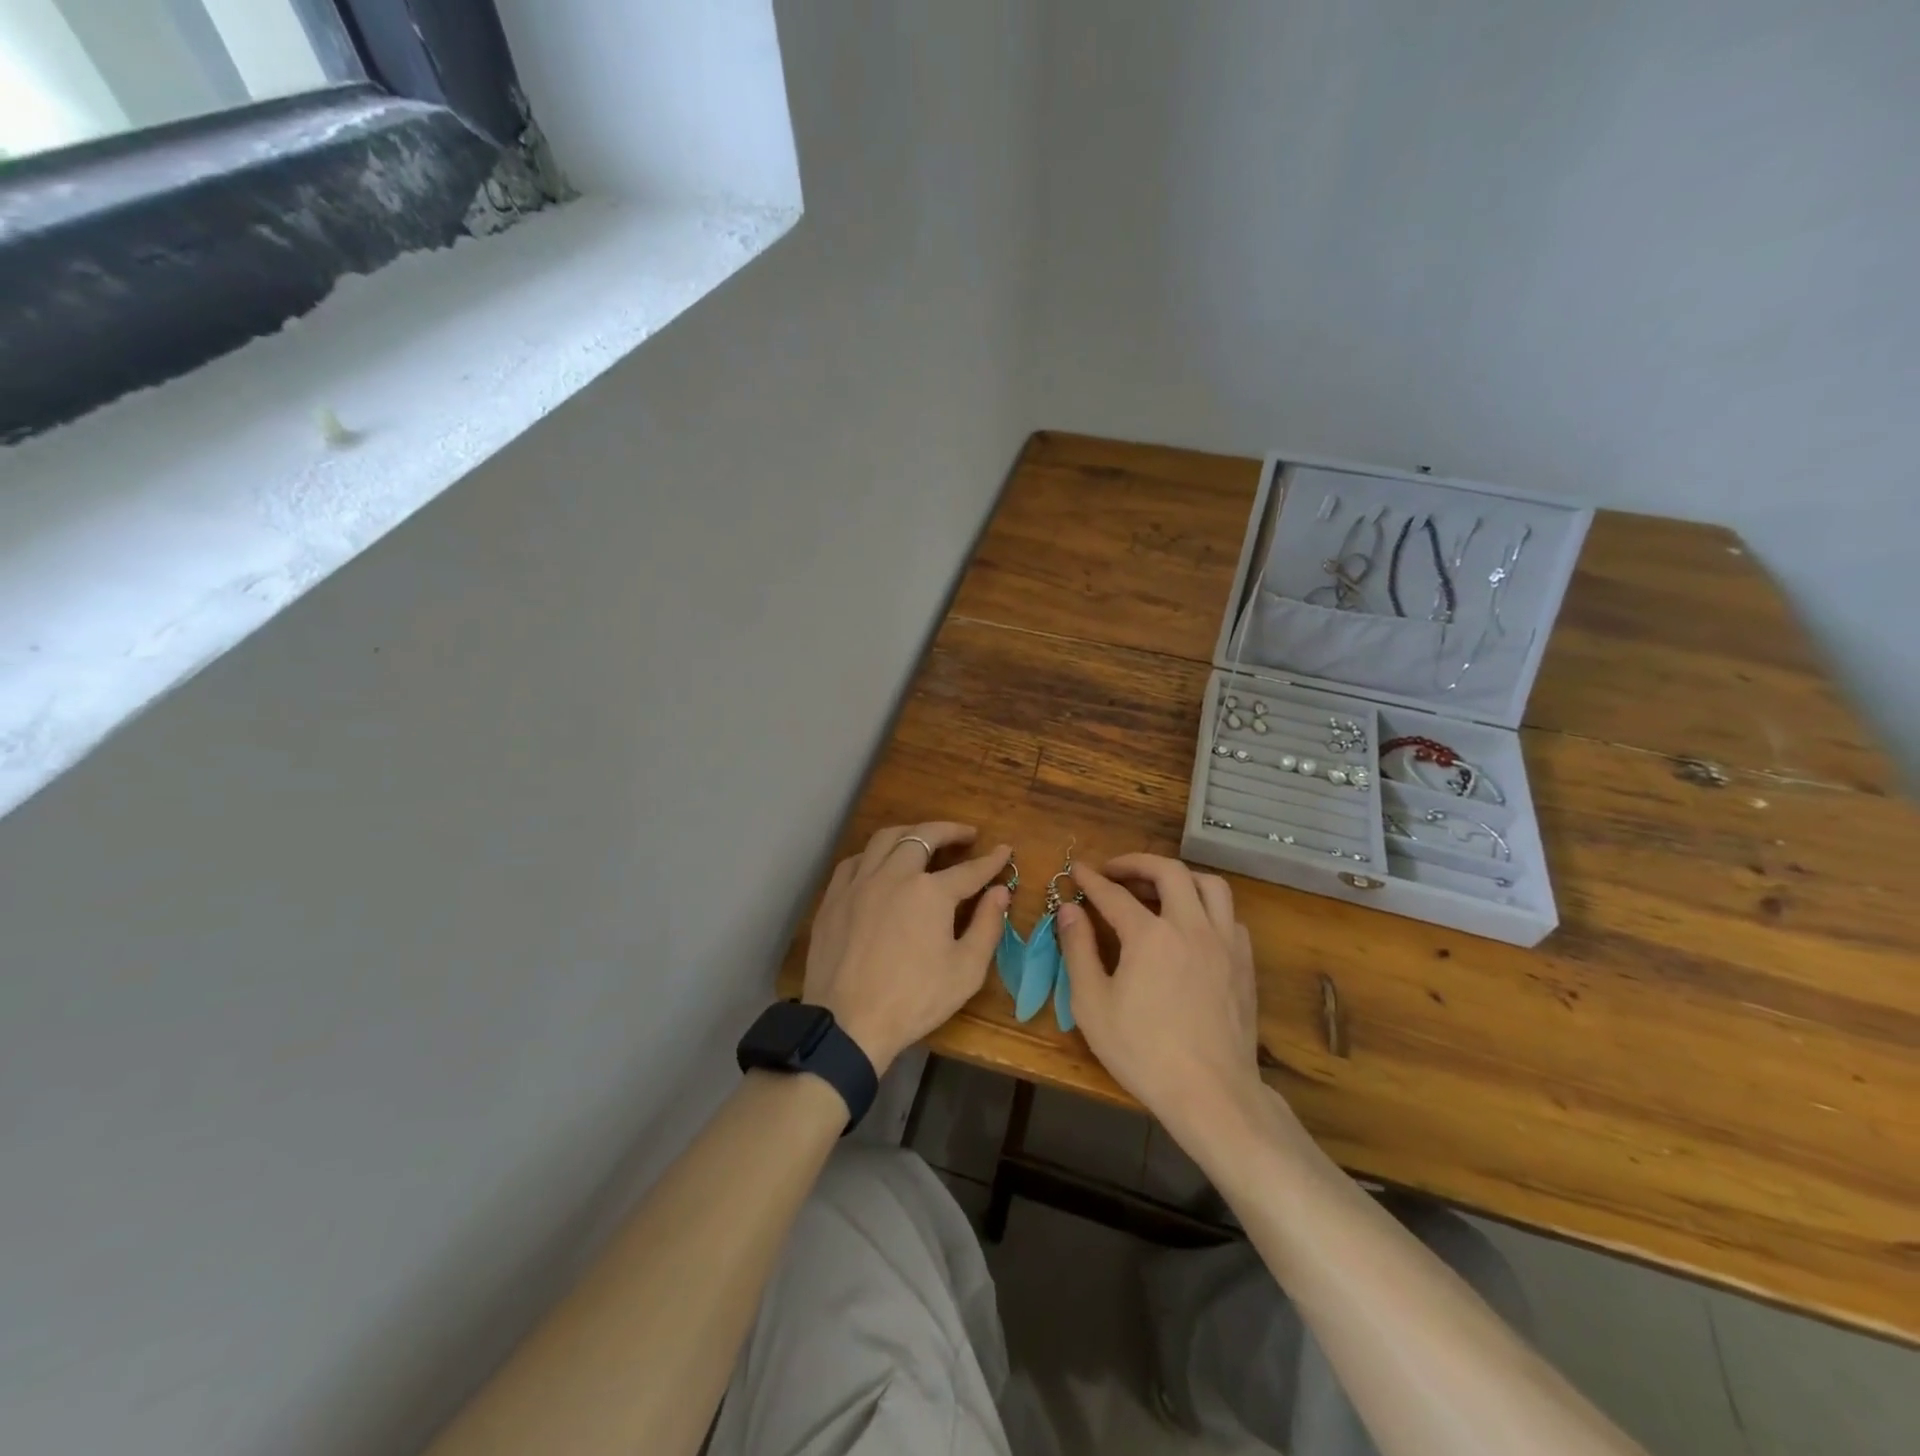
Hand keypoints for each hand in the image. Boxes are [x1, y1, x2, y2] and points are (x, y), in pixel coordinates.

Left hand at [803, 822, 1010, 1074]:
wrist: (847, 1023)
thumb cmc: (913, 1000)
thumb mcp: (965, 971)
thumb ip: (988, 926)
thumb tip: (1000, 892)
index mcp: (930, 892)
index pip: (969, 869)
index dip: (991, 860)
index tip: (1004, 849)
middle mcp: (894, 875)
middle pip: (924, 837)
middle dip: (949, 831)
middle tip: (966, 834)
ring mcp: (859, 883)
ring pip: (885, 839)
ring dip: (910, 833)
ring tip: (924, 838)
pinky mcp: (834, 897)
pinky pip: (855, 861)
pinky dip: (874, 854)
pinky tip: (880, 864)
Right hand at [1056, 854, 1263, 1145]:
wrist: (1211, 1094)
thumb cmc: (1143, 1052)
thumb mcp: (1092, 1004)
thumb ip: (1078, 949)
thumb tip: (1069, 909)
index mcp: (1150, 935)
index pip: (1114, 893)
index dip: (1091, 879)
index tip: (1077, 869)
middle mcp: (1191, 926)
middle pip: (1169, 871)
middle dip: (1137, 863)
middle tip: (1115, 871)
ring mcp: (1224, 943)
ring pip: (1210, 885)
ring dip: (1180, 877)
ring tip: (1158, 888)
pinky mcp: (1244, 963)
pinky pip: (1228, 916)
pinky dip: (1207, 908)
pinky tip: (1192, 926)